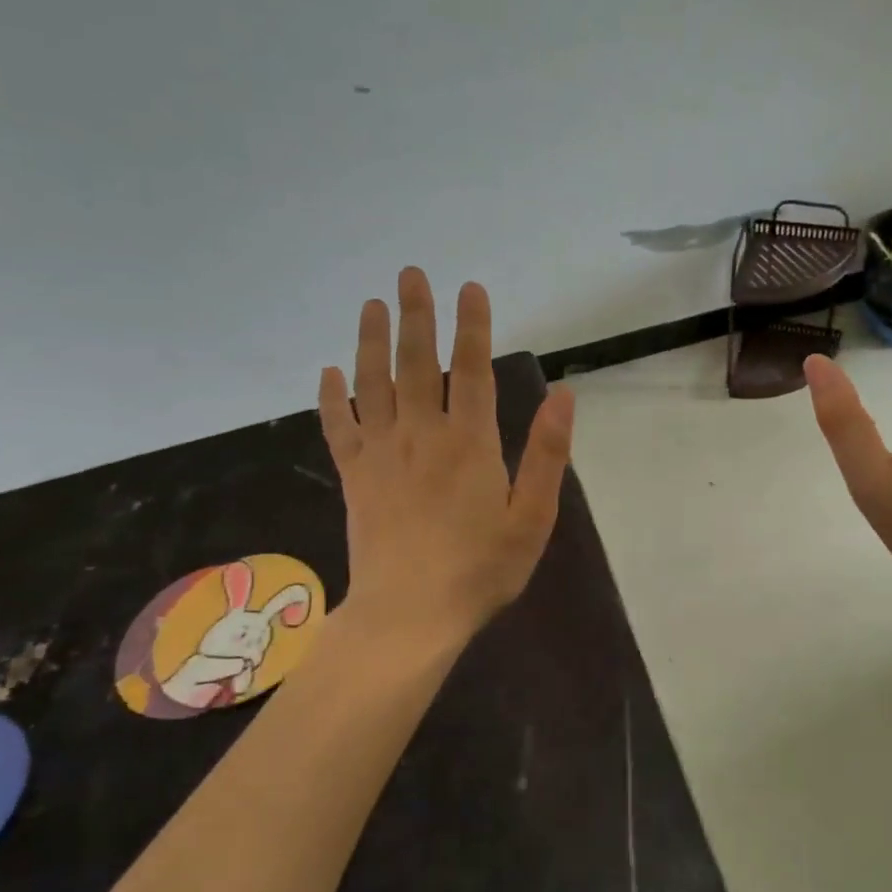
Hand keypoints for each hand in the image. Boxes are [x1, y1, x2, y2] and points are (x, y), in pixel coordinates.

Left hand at [317, 269, 574, 651]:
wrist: (409, 616)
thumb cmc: (480, 569)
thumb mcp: (532, 517)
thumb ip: (547, 454)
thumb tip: (563, 395)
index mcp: (469, 443)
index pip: (470, 369)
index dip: (471, 326)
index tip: (469, 288)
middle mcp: (421, 435)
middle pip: (415, 363)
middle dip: (415, 315)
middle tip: (410, 274)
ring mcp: (382, 454)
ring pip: (373, 384)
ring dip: (370, 341)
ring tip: (371, 305)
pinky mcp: (355, 477)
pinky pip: (339, 428)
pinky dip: (331, 398)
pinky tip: (328, 373)